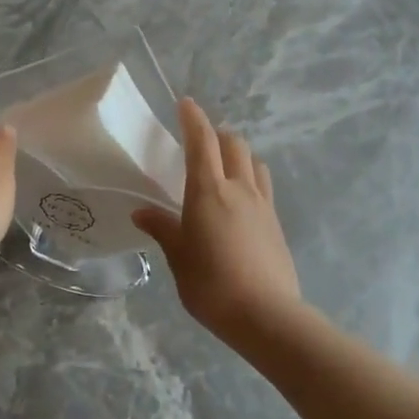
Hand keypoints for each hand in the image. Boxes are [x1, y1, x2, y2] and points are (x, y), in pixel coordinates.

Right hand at [132, 99, 303, 343]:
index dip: (194, 119)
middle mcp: (239, 189)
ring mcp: (263, 205)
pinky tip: (241, 203)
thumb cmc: (211, 284)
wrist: (265, 314)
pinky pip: (264, 187)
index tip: (186, 104)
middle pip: (235, 144)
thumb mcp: (178, 257)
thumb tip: (142, 212)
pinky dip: (251, 180)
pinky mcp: (277, 224)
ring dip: (240, 156)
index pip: (202, 142)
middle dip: (218, 135)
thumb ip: (163, 229)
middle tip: (202, 142)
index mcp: (208, 191)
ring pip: (254, 163)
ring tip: (225, 168)